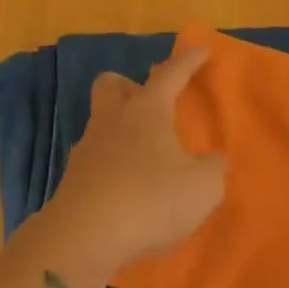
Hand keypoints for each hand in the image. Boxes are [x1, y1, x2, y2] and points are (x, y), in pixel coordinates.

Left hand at [41, 46, 225, 277]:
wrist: (83, 239)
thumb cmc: (150, 200)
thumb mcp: (202, 187)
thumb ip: (213, 169)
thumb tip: (215, 161)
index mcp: (147, 110)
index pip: (171, 73)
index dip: (188, 60)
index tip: (202, 48)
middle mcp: (113, 120)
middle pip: (112, 85)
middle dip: (130, 85)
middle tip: (152, 103)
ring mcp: (87, 149)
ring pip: (101, 122)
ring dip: (120, 129)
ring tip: (143, 153)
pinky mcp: (73, 181)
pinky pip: (95, 160)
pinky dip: (111, 166)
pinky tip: (127, 187)